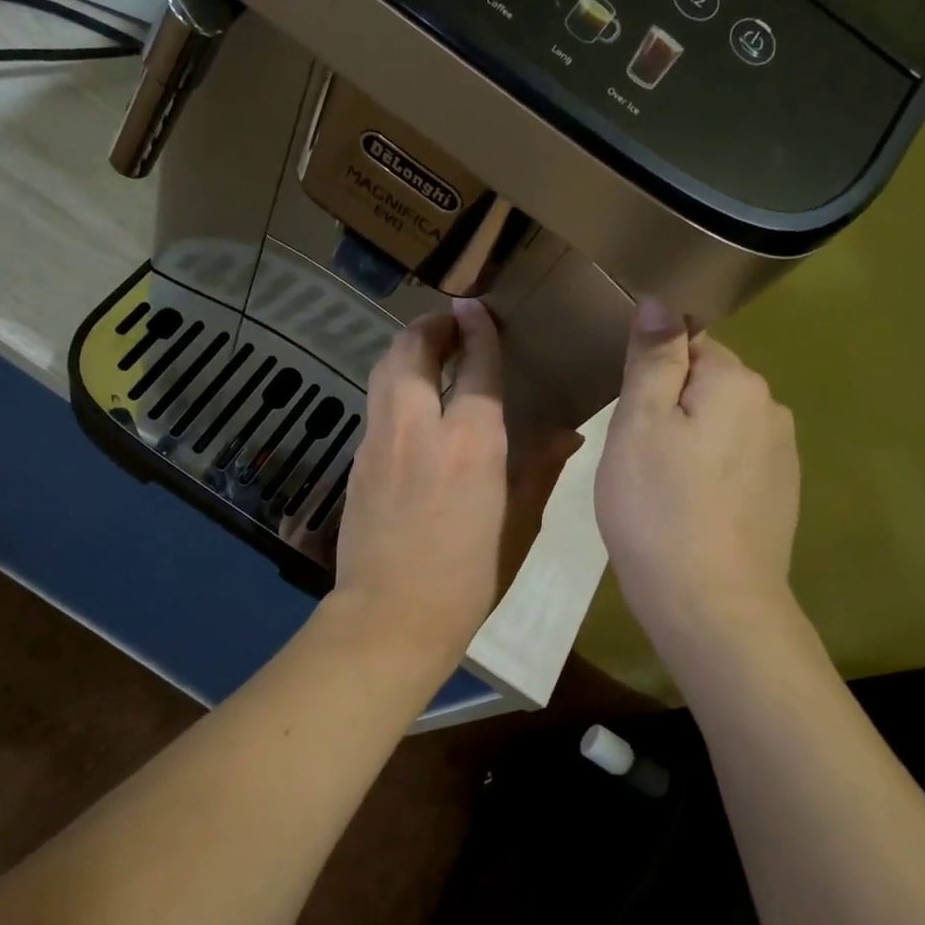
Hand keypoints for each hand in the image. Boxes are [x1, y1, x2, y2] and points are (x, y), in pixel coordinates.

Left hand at [333, 299, 577, 661]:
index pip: (474, 365)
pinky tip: (409, 405)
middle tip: (450, 324)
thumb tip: (567, 435)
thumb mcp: (518, 527)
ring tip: (428, 353)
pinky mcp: (358, 461)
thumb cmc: (468, 579)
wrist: (391, 615)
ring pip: (385, 371)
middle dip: (430, 327)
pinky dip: (393, 386)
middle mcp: (419, 428)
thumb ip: (539, 471)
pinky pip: (376, 405)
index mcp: (471, 443)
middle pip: (412, 351)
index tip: (477, 308)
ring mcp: (380, 442)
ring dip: (406, 350)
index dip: (478, 330)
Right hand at [595, 299, 800, 639]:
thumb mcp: (639, 423)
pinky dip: (706, 474)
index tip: (625, 407)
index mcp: (737, 382)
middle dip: (668, 406)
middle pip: (706, 384)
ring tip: (654, 485)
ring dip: (686, 441)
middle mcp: (771, 409)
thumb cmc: (659, 507)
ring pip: (718, 426)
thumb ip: (653, 358)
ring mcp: (782, 456)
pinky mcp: (779, 496)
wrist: (710, 602)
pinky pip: (732, 464)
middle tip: (631, 452)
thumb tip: (661, 302)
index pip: (690, 342)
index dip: (650, 370)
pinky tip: (684, 509)